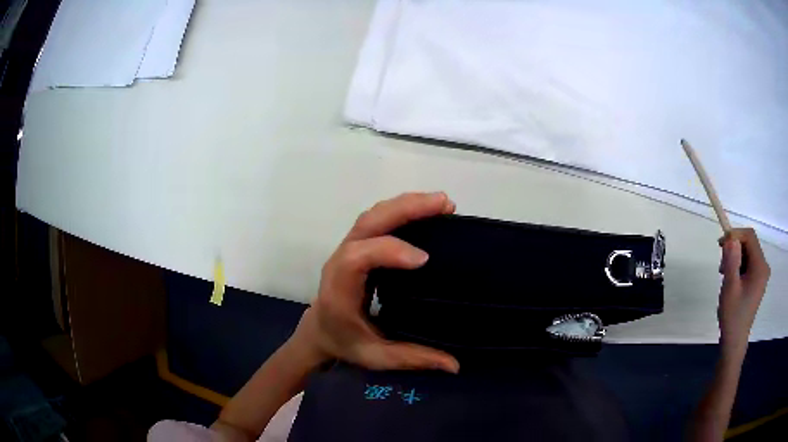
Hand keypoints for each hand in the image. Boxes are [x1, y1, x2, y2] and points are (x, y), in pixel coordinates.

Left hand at [289, 192, 460, 373]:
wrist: (319, 329)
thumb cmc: (344, 342)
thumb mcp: (376, 357)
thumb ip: (413, 358)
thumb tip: (455, 365)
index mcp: (339, 289)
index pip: (357, 258)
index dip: (389, 251)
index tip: (424, 259)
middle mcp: (340, 261)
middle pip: (367, 223)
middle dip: (406, 210)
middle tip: (445, 206)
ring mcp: (347, 248)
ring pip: (373, 215)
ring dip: (407, 204)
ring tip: (442, 203)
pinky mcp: (357, 245)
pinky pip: (377, 219)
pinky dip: (402, 210)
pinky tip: (426, 210)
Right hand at [717, 228, 770, 357]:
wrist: (734, 341)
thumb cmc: (733, 316)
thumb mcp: (730, 288)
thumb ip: (732, 262)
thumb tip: (730, 238)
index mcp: (760, 266)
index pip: (750, 237)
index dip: (735, 235)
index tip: (720, 245)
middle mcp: (763, 266)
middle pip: (749, 243)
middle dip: (734, 248)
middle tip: (721, 265)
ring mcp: (761, 274)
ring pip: (748, 253)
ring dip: (735, 258)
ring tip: (725, 275)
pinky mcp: (757, 281)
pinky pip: (748, 263)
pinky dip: (739, 266)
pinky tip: (732, 280)